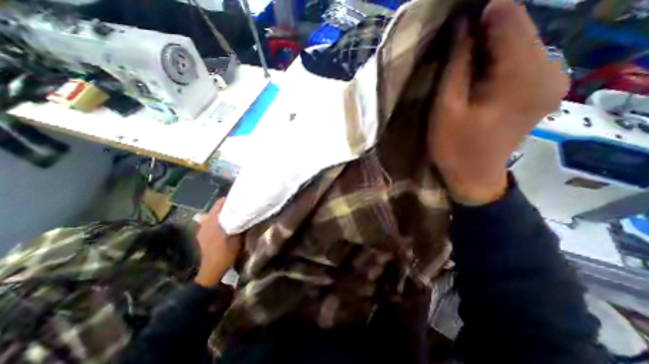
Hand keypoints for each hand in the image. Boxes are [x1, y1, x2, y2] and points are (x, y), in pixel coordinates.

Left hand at [195, 199, 243, 286]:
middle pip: (215, 210)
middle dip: (225, 207)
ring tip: (232, 215)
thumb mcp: (237, 237)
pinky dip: (217, 221)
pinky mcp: (201, 236)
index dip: (228, 200)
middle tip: (237, 207)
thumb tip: (246, 214)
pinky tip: (224, 225)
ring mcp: (201, 230)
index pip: (219, 204)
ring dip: (221, 214)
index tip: (238, 198)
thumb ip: (240, 224)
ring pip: (212, 216)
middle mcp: (205, 223)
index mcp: (213, 222)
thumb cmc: (226, 252)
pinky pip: (209, 223)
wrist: (212, 269)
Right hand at [430, 0, 569, 203]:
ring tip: (462, 73)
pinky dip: (496, 63)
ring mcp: (552, 78)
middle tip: (452, 58)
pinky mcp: (543, 88)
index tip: (452, 33)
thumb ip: (456, 65)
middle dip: (481, 36)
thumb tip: (462, 25)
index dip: (477, 18)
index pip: (508, 17)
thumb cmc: (454, 146)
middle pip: (516, 28)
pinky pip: (520, 61)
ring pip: (517, 44)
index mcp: (524, 74)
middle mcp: (551, 68)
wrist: (474, 176)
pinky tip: (478, 81)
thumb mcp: (446, 107)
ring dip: (486, 51)